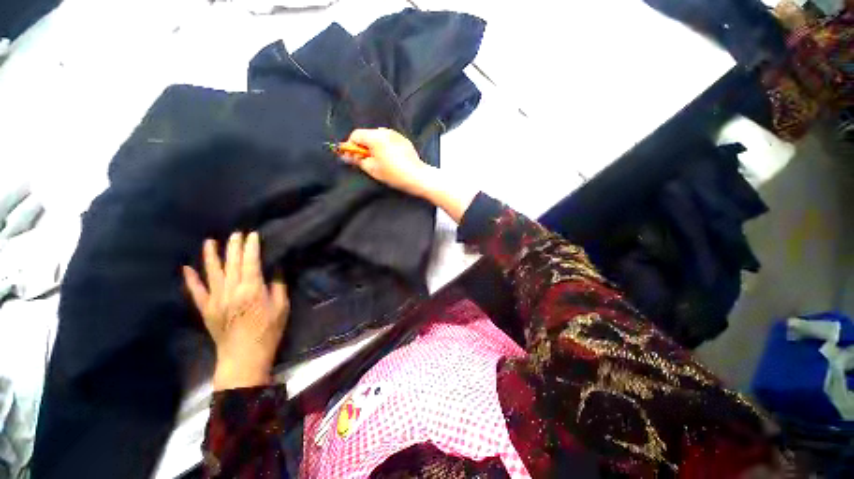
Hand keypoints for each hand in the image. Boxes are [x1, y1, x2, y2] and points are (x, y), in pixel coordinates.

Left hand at [182, 232, 288, 389]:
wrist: (244, 357)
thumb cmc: (268, 332)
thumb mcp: (281, 308)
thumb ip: (278, 286)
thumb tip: (276, 269)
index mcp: (252, 290)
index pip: (251, 262)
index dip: (251, 247)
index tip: (253, 235)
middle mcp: (231, 291)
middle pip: (232, 263)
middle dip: (234, 247)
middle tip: (236, 233)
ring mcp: (215, 300)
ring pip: (212, 273)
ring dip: (211, 256)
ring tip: (210, 241)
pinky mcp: (206, 309)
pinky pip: (196, 292)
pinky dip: (191, 279)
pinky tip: (186, 268)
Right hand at [342, 128, 436, 198]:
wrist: (417, 176)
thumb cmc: (393, 174)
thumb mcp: (372, 169)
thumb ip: (357, 160)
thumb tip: (346, 155)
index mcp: (375, 137)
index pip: (356, 134)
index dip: (351, 146)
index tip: (353, 158)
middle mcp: (385, 131)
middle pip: (367, 134)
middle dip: (363, 146)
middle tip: (366, 161)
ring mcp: (396, 134)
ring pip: (378, 137)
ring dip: (374, 146)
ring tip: (380, 161)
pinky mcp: (404, 140)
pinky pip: (389, 140)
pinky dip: (385, 146)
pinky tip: (390, 159)